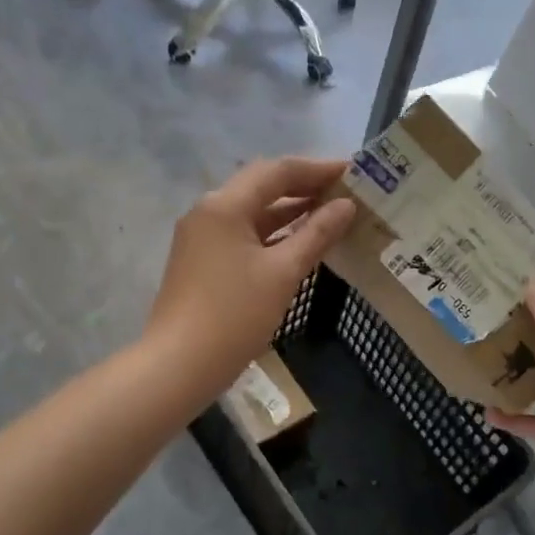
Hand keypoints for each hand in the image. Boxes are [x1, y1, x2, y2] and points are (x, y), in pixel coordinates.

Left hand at [146, 156, 354, 393]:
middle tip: (346, 191)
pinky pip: (244, 234)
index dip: (318, 169)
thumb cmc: (234, 315)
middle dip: (305, 187)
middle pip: (263, 186)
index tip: (354, 172)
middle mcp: (209, 212)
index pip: (277, 171)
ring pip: (253, 212)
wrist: (180, 365)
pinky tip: (301, 242)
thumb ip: (317, 234)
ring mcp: (203, 237)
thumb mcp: (283, 273)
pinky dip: (274, 234)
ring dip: (291, 211)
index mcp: (224, 205)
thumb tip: (346, 205)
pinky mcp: (203, 261)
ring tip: (332, 213)